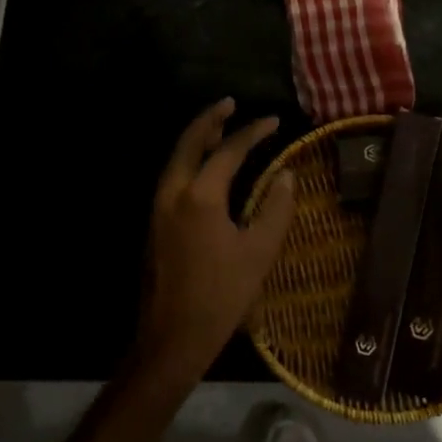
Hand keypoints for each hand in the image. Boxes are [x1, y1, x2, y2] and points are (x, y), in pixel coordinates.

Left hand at [141, 99, 298, 372]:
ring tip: (220, 128)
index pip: (230, 151)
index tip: (274, 121)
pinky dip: (189, 159)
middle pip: (190, 142)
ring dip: (198, 138)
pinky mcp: (155, 223)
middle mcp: (174, 192)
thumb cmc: (221, 296)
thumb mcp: (259, 252)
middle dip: (211, 120)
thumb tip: (286, 176)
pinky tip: (205, 166)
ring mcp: (159, 207)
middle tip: (231, 104)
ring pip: (177, 158)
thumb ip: (276, 209)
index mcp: (201, 196)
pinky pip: (173, 175)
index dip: (253, 132)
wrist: (172, 337)